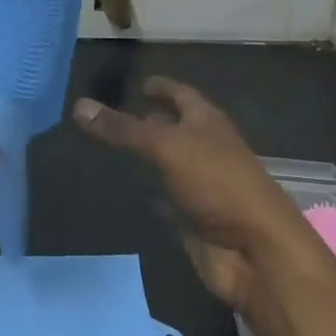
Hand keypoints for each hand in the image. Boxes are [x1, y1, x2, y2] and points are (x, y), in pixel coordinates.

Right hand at [74, 79, 302, 312]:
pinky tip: (128, 188)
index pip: (181, 94)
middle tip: (112, 116)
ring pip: (168, 163)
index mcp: (207, 122)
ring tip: (111, 148)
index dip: (161, 87)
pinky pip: (166, 196)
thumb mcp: (166, 147)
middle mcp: (205, 148)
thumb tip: (79, 105)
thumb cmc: (217, 183)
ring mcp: (201, 185)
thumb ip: (123, 129)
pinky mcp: (193, 217)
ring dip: (146, 156)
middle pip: (175, 128)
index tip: (139, 83)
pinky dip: (149, 191)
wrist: (255, 252)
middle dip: (149, 121)